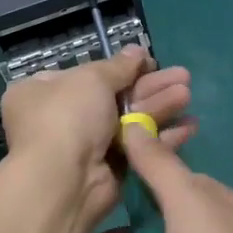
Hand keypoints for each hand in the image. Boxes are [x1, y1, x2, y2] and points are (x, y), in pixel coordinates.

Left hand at [0, 46, 195, 228]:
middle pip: (113, 95)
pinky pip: (135, 146)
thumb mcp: (92, 79)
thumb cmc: (68, 117)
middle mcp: (60, 116)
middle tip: (182, 76)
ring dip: (159, 106)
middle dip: (149, 86)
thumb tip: (137, 51)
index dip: (119, 67)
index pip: (85, 74)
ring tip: (187, 94)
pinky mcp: (107, 169)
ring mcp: (84, 145)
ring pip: (128, 120)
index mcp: (42, 90)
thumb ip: (118, 66)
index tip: (149, 62)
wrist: (64, 181)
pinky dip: (160, 136)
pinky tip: (189, 125)